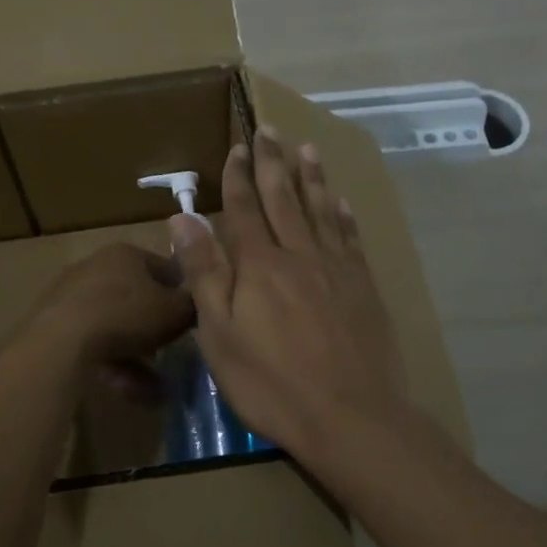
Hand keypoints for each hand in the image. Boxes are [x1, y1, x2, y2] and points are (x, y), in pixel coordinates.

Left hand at [23, 243, 194, 375]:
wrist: (61, 341)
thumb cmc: (126, 315)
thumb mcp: (176, 311)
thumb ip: (193, 305)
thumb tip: (200, 305)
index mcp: (126, 254)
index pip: (166, 269)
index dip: (184, 294)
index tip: (194, 320)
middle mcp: (96, 267)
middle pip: (138, 299)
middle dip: (156, 329)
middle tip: (172, 353)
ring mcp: (71, 296)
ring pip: (115, 327)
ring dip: (137, 356)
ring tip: (156, 388)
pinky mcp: (53, 325)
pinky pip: (93, 344)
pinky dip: (114, 365)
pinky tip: (131, 392)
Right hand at [170, 128, 408, 455]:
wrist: (349, 415)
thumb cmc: (272, 382)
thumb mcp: (219, 334)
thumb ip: (203, 273)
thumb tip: (182, 219)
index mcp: (258, 265)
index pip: (243, 209)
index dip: (238, 177)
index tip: (237, 147)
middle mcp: (298, 255)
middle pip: (283, 199)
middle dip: (273, 163)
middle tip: (269, 131)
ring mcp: (335, 269)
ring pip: (320, 211)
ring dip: (312, 178)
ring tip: (306, 149)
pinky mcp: (363, 287)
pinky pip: (350, 239)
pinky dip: (343, 216)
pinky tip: (341, 202)